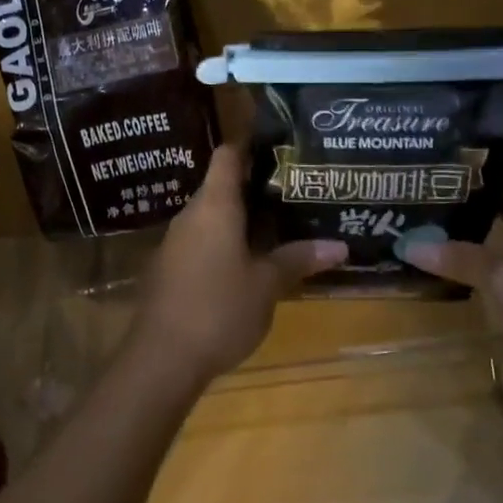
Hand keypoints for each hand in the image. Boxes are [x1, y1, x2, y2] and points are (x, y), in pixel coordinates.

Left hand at [138, 146, 347, 385]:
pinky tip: (250, 260)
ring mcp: (176, 242)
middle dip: (255, 186)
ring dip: (242, 218)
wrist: (162, 358)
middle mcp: (191, 215)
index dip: (250, 145)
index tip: (280, 146)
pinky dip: (226, 242)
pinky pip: (202, 241)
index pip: (227, 155)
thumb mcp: (266, 285)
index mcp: (214, 205)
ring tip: (281, 223)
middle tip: (294, 189)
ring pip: (212, 216)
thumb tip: (340, 245)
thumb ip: (298, 259)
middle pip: (221, 185)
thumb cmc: (219, 308)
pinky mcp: (170, 268)